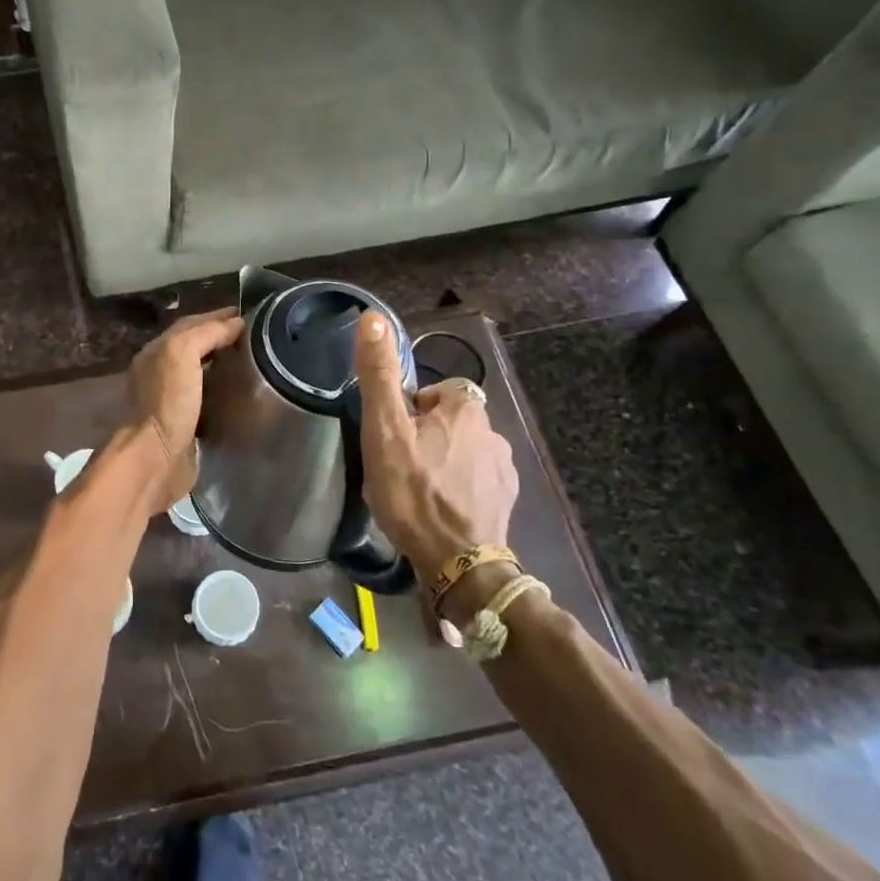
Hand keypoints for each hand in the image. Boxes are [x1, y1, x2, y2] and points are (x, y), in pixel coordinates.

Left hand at [126, 306, 244, 511]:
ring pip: (200, 372)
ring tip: (252, 361)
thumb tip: (235, 324)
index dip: (218, 316)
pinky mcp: (184, 425)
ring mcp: (171, 399)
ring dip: (222, 364)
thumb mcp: (182, 353)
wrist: (154, 459)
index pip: (190, 323)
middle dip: (221, 337)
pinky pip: (206, 398)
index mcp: (157, 351)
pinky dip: (222, 390)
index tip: (249, 316)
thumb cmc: (167, 402)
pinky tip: (239, 393)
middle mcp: (160, 372)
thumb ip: (205, 333)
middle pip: (194, 345)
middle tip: (255, 338)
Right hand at [353, 311, 519, 586]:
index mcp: (465, 409)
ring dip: (445, 461)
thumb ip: (379, 373)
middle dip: (427, 435)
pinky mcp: (506, 500)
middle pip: (451, 420)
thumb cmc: (414, 491)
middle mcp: (493, 431)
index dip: (411, 409)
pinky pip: (477, 479)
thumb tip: (373, 316)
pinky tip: (441, 508)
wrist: (458, 564)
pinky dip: (460, 487)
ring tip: (419, 489)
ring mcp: (504, 469)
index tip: (394, 435)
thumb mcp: (385, 429)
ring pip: (464, 450)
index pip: (436, 391)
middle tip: (400, 464)